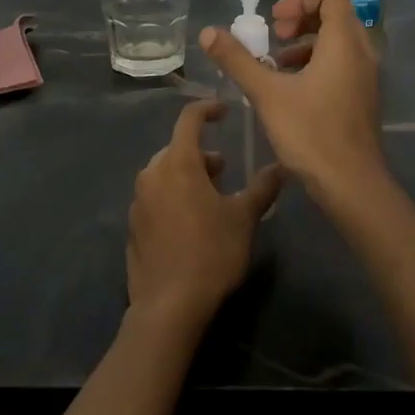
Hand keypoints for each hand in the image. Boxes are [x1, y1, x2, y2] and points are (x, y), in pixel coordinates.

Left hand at [126, 100, 282, 330]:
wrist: (168, 305)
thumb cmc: (211, 252)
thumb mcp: (243, 218)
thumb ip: (262, 188)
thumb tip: (281, 166)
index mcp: (177, 163)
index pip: (189, 119)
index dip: (207, 110)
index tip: (224, 111)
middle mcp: (152, 175)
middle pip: (176, 149)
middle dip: (201, 153)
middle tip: (224, 169)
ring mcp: (138, 201)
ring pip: (164, 174)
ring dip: (187, 176)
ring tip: (211, 197)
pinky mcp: (133, 227)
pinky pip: (154, 199)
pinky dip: (172, 197)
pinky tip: (190, 223)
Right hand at [198, 0, 386, 204]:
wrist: (351, 184)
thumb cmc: (310, 133)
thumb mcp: (266, 93)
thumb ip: (237, 59)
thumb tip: (208, 31)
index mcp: (344, 44)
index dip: (301, 0)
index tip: (274, 22)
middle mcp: (362, 54)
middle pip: (336, 18)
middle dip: (301, 21)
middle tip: (274, 38)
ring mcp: (367, 79)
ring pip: (339, 45)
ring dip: (308, 45)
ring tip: (277, 65)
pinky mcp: (364, 100)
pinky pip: (343, 66)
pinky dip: (318, 65)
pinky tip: (291, 91)